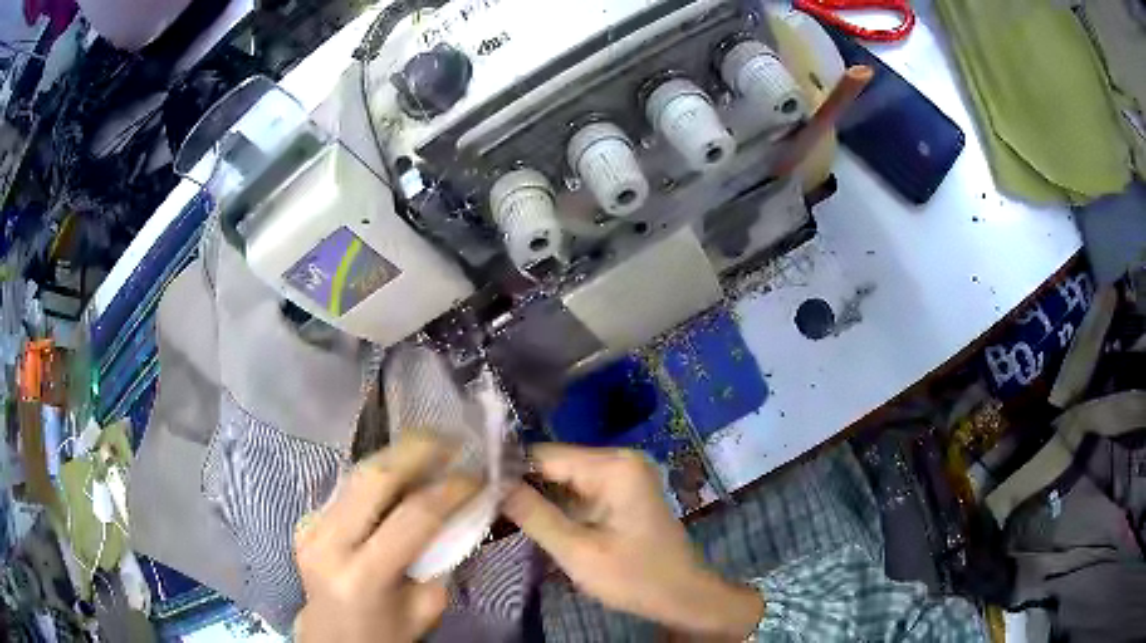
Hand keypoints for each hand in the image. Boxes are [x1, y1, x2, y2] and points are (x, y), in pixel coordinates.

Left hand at [293, 437, 479, 642]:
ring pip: (357, 474)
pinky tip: (400, 471)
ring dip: (397, 455)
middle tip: (452, 438)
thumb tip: (460, 512)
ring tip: (430, 445)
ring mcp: (311, 526)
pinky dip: (378, 475)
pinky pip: (347, 488)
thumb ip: (441, 559)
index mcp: (364, 575)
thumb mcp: (426, 607)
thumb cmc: (386, 633)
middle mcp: (330, 543)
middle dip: (416, 451)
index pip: (413, 517)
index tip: (479, 475)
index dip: (450, 490)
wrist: (331, 637)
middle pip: (374, 480)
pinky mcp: (305, 519)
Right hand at [503, 445, 763, 639]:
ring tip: (497, 514)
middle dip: (521, 486)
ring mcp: (622, 476)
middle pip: (553, 465)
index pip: (544, 455)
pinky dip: (556, 506)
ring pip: (562, 479)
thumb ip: (533, 515)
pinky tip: (531, 520)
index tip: (472, 488)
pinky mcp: (620, 493)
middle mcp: (619, 460)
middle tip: (482, 507)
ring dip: (536, 498)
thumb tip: (490, 483)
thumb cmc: (634, 577)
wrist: (682, 595)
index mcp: (613, 466)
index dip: (507, 471)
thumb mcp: (578, 551)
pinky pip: (577, 491)